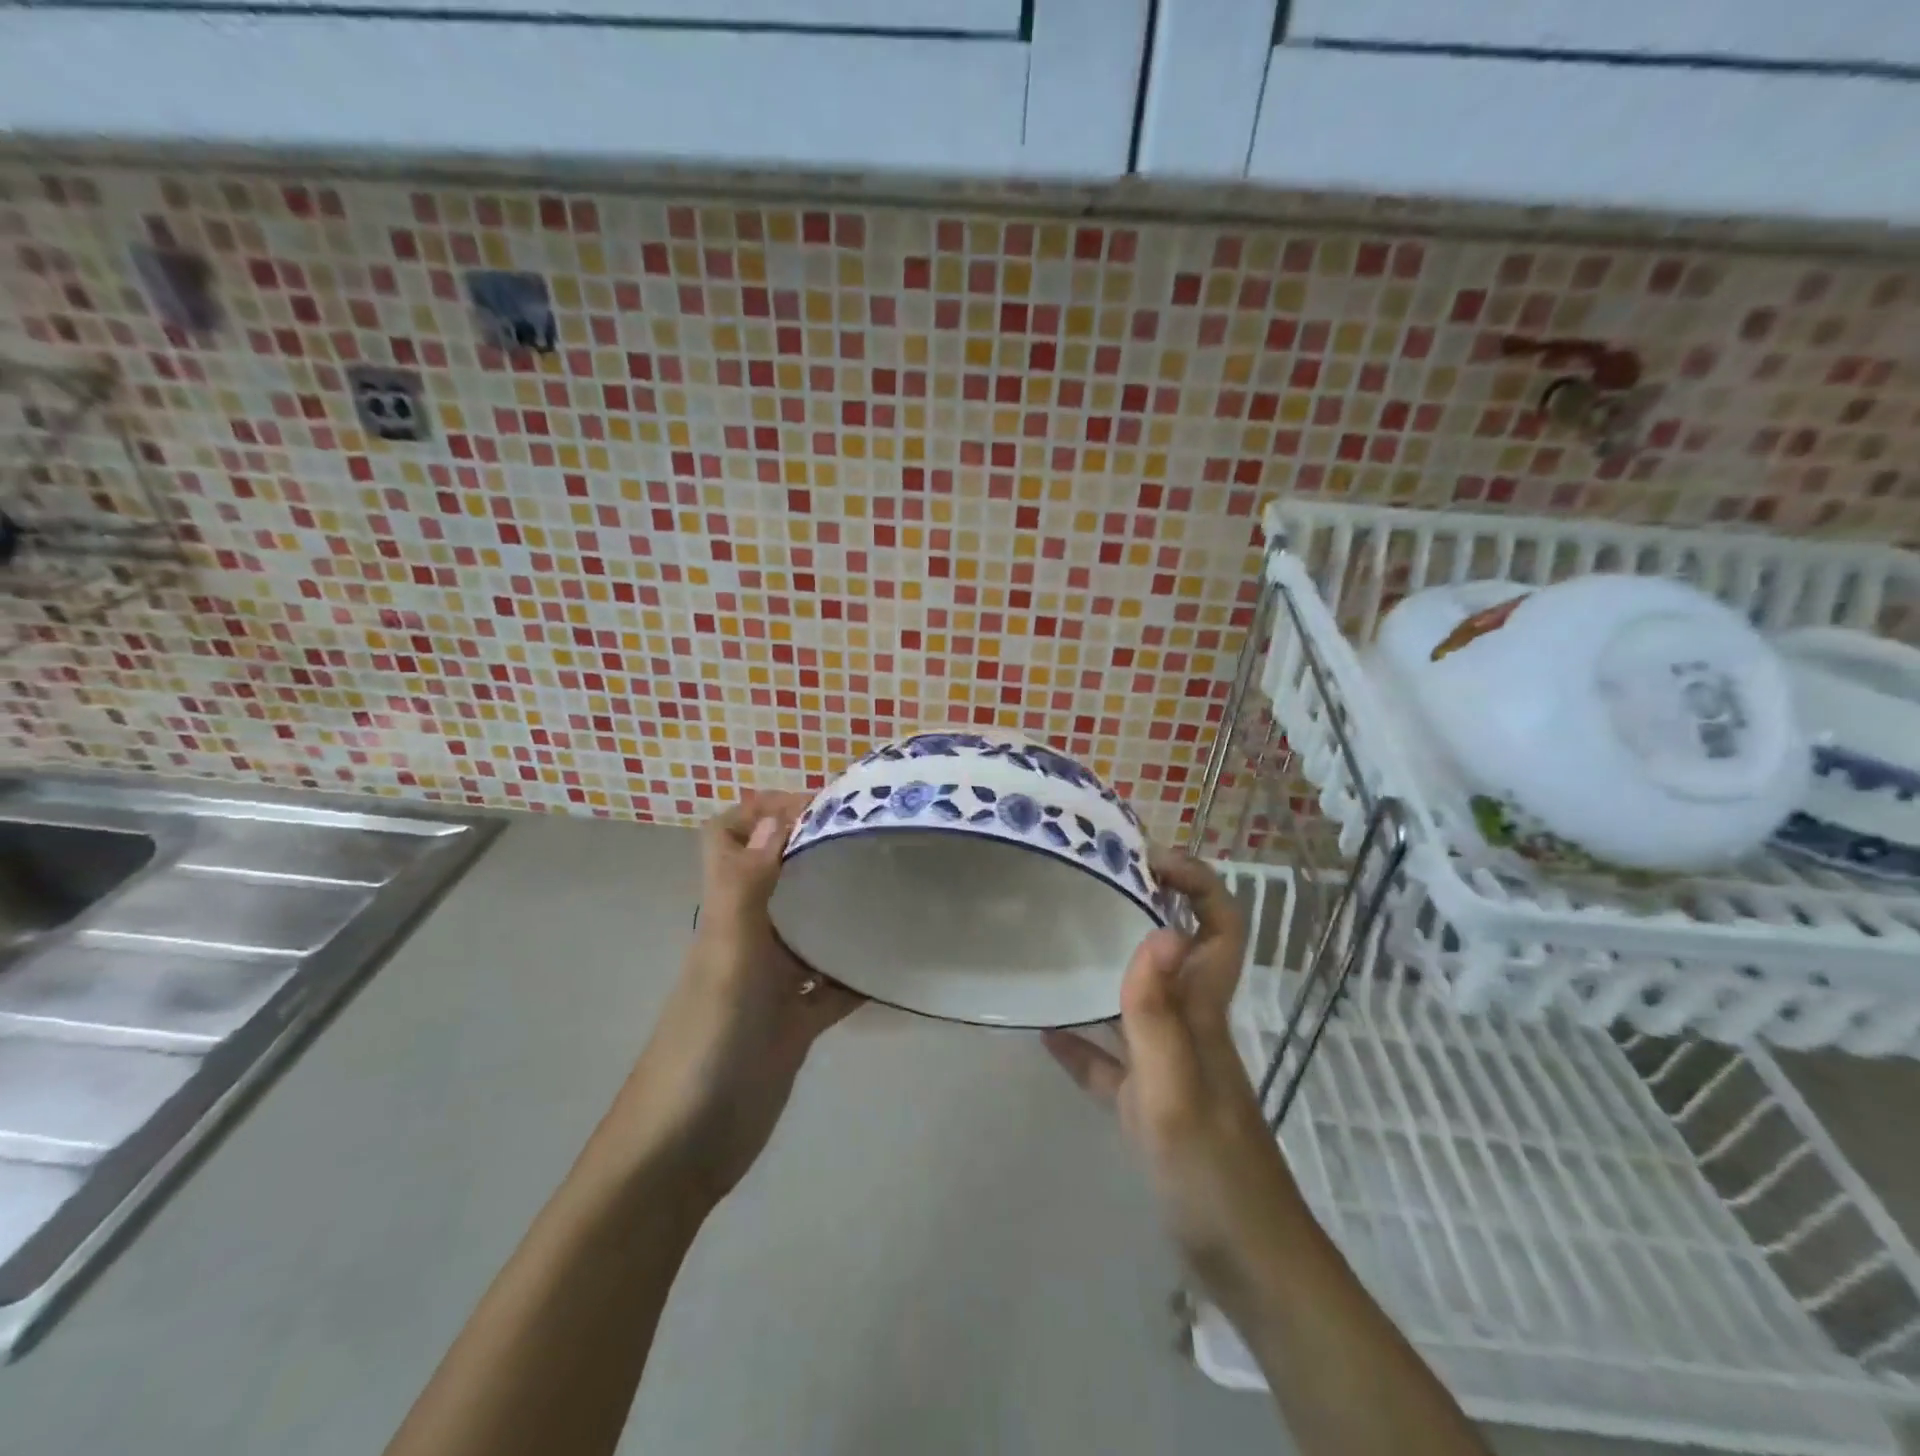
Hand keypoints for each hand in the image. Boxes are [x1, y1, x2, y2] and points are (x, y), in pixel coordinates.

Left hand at [605, 792, 861, 1207]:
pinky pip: (834, 983)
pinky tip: (897, 962)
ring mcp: (773, 979)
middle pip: (777, 873)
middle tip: (876, 836)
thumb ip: (747, 887)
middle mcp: (748, 936)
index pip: (726, 837)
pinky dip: (860, 970)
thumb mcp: (727, 959)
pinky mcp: (795, 1020)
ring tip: (896, 885)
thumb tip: (777, 813)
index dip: (760, 808)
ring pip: (811, 925)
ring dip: (843, 905)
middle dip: (816, 847)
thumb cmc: (704, 1045)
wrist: (686, 1150)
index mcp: (725, 913)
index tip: (821, 804)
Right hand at [1042, 850, 1305, 1298]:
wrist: (1246, 1264)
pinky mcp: (1150, 1104)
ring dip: (1108, 967)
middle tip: (1091, 885)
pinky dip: (1082, 1043)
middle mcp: (1189, 1026)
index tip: (1148, 860)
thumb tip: (1158, 931)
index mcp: (1203, 1012)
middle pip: (1177, 950)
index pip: (1220, 927)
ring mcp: (1169, 1065)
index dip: (1198, 883)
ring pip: (1140, 999)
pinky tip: (1045, 1034)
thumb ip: (1160, 1015)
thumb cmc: (1213, 1174)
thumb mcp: (1176, 1092)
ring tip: (1059, 941)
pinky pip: (1111, 1061)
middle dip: (1145, 908)